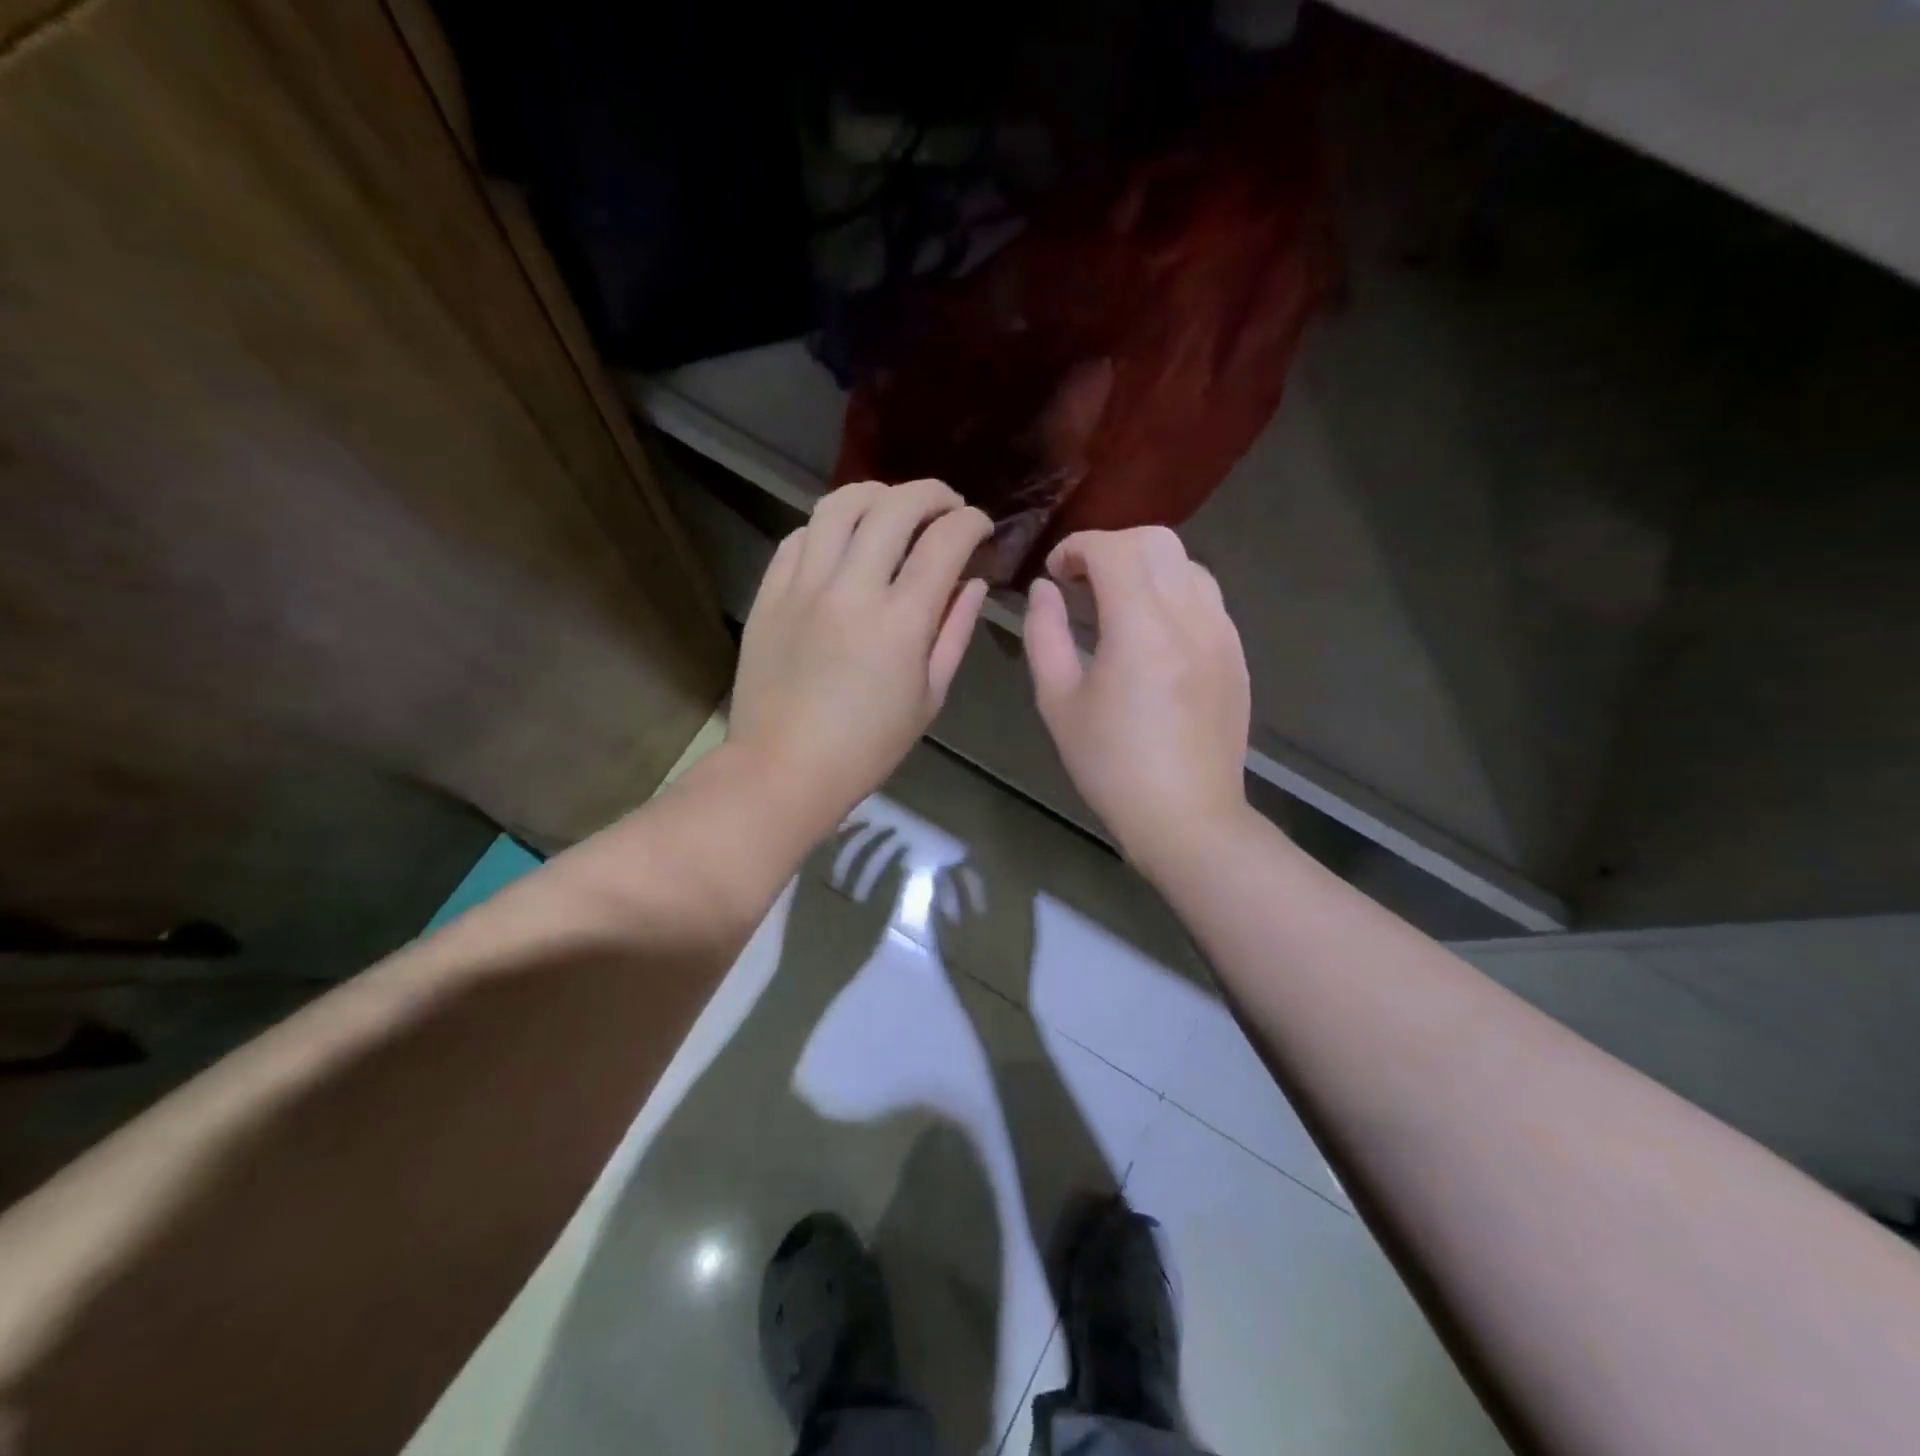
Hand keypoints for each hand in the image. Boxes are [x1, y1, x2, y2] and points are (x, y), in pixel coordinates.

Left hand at [728, 479, 991, 838]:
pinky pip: (799, 536)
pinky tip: (843, 540)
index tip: (980, 526)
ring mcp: (803, 586)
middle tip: (947, 506)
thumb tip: (973, 584)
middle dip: (932, 494)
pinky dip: (829, 526)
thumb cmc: (867, 746)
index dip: (971, 522)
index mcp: (901, 622)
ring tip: (893, 507)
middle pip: (895, 507)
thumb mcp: (928, 697)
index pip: (945, 542)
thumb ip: (954, 632)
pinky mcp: (769, 593)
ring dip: (877, 494)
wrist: (783, 768)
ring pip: (839, 506)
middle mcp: (852, 589)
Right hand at [1023, 527, 1250, 871]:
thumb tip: (1044, 590)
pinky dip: (1173, 592)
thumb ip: (1045, 635)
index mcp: (1141, 627)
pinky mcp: (1236, 653)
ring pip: (1187, 564)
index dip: (1076, 547)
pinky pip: (1206, 598)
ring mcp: (1221, 633)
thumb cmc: (1111, 765)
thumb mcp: (1059, 702)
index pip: (1113, 549)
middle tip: (1082, 580)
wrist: (1187, 816)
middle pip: (1157, 540)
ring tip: (1117, 602)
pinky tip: (1152, 631)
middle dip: (1112, 546)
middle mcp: (1190, 616)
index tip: (1054, 572)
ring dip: (1146, 566)